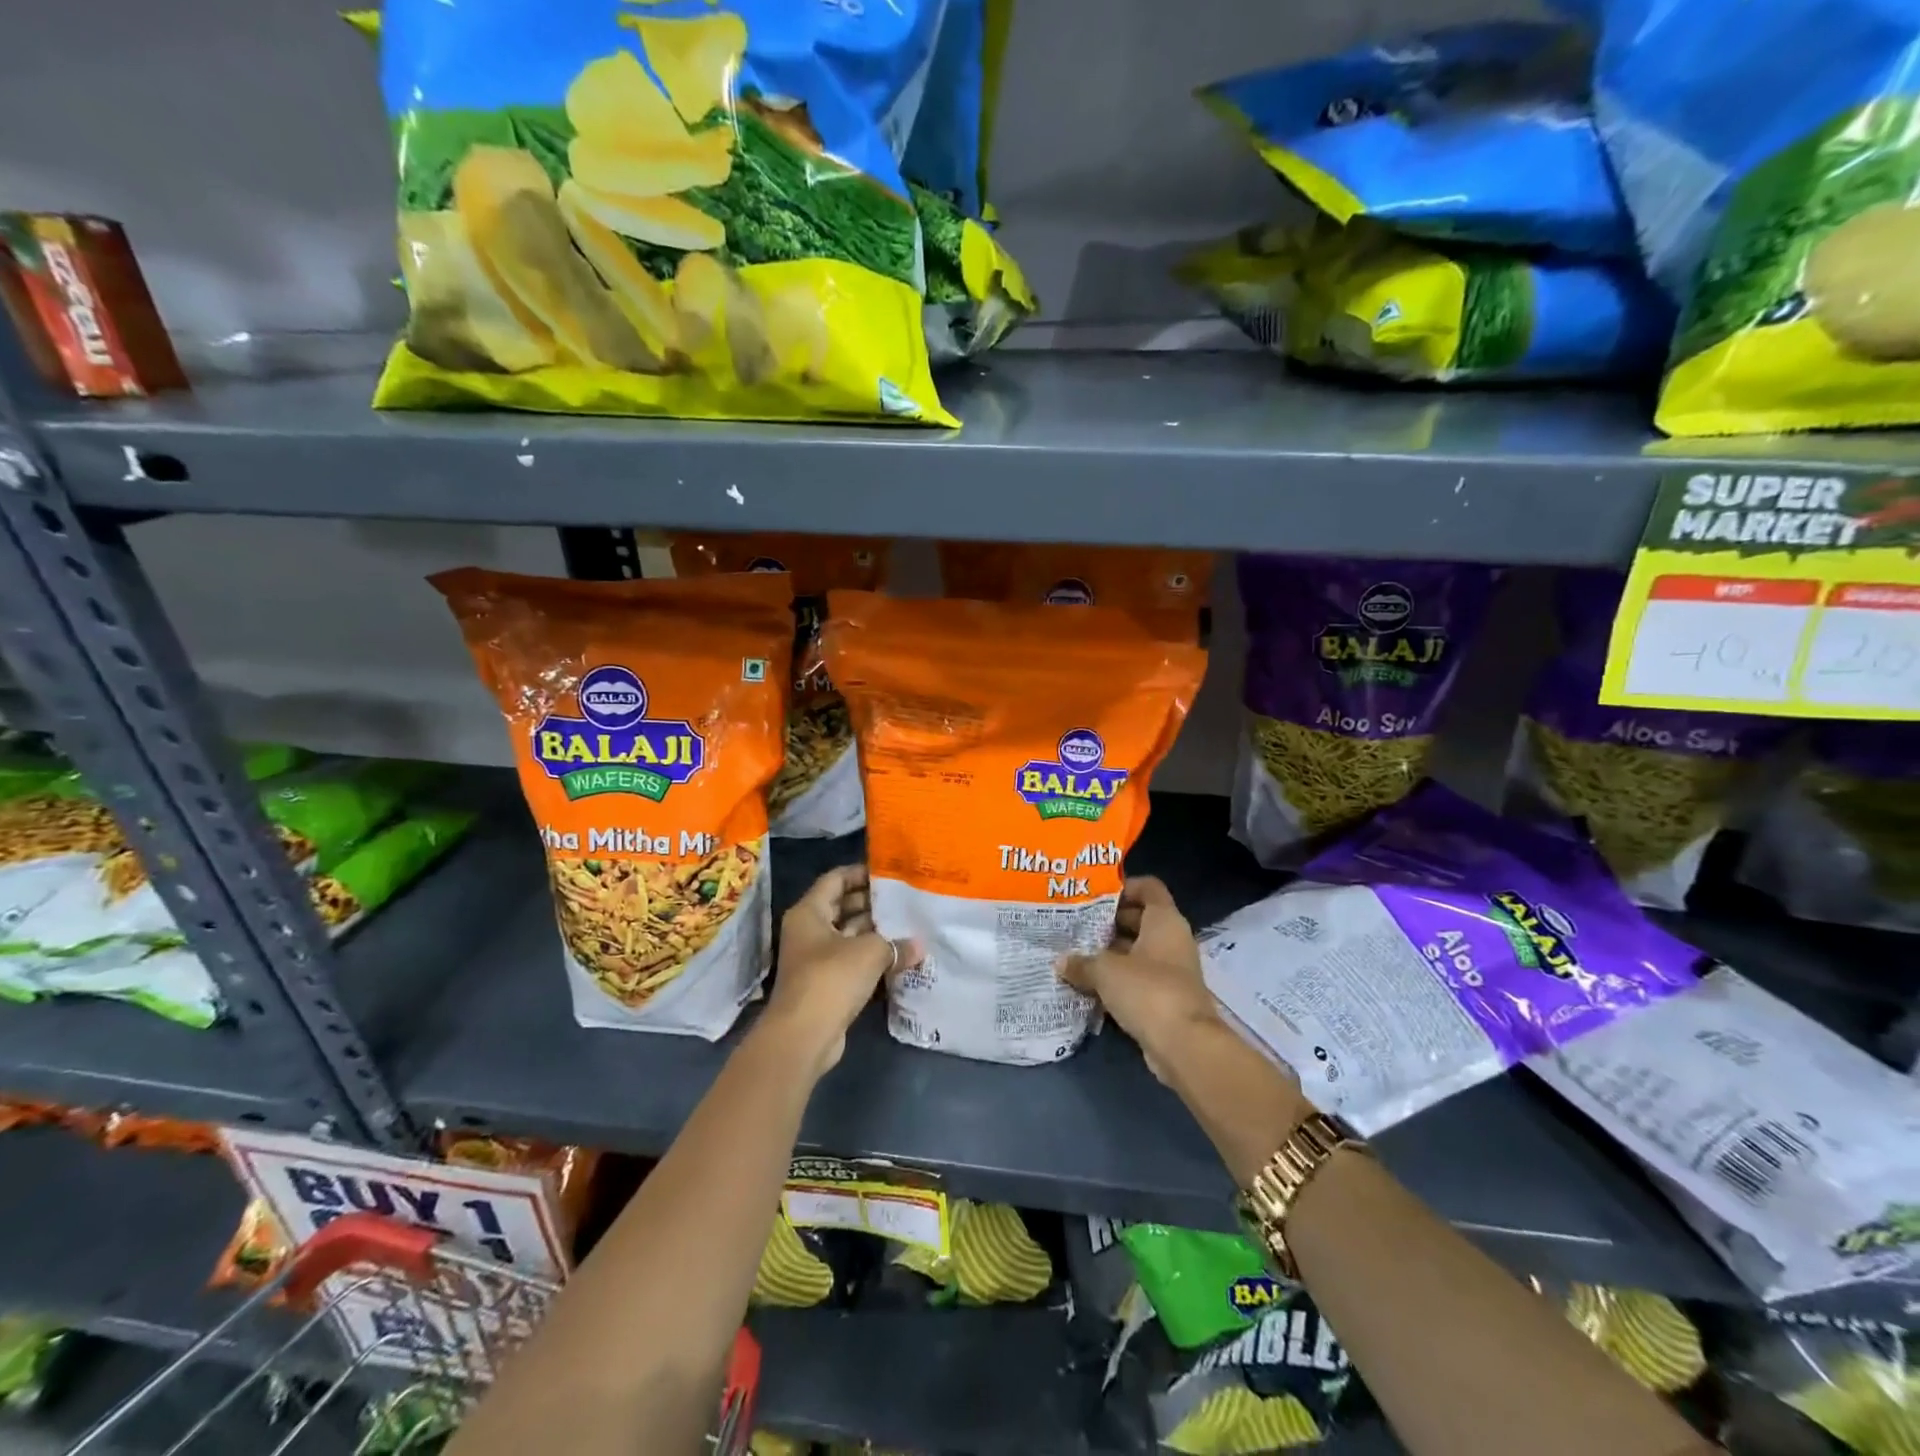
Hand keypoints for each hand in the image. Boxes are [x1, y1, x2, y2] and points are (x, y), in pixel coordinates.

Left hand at [762, 865, 920, 1077]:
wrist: (804, 1035)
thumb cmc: (831, 978)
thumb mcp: (870, 953)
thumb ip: (896, 944)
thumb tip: (920, 946)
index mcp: (809, 912)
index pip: (836, 879)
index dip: (861, 872)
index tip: (890, 872)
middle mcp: (808, 930)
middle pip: (842, 906)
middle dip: (872, 903)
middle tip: (905, 899)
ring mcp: (815, 958)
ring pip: (848, 934)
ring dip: (874, 931)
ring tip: (908, 924)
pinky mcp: (825, 982)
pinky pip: (851, 959)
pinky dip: (871, 956)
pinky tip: (899, 955)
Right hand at [1057, 876, 1219, 1081]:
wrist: (1184, 1045)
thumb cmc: (1148, 990)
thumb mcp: (1106, 971)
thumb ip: (1082, 962)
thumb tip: (1061, 962)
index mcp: (1164, 921)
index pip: (1148, 888)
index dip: (1123, 886)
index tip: (1093, 894)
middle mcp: (1171, 940)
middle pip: (1139, 919)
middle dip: (1108, 922)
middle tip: (1075, 924)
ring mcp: (1171, 970)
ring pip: (1136, 951)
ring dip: (1109, 953)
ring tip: (1074, 953)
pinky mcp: (1165, 998)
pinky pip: (1137, 978)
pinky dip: (1116, 979)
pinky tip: (1087, 983)